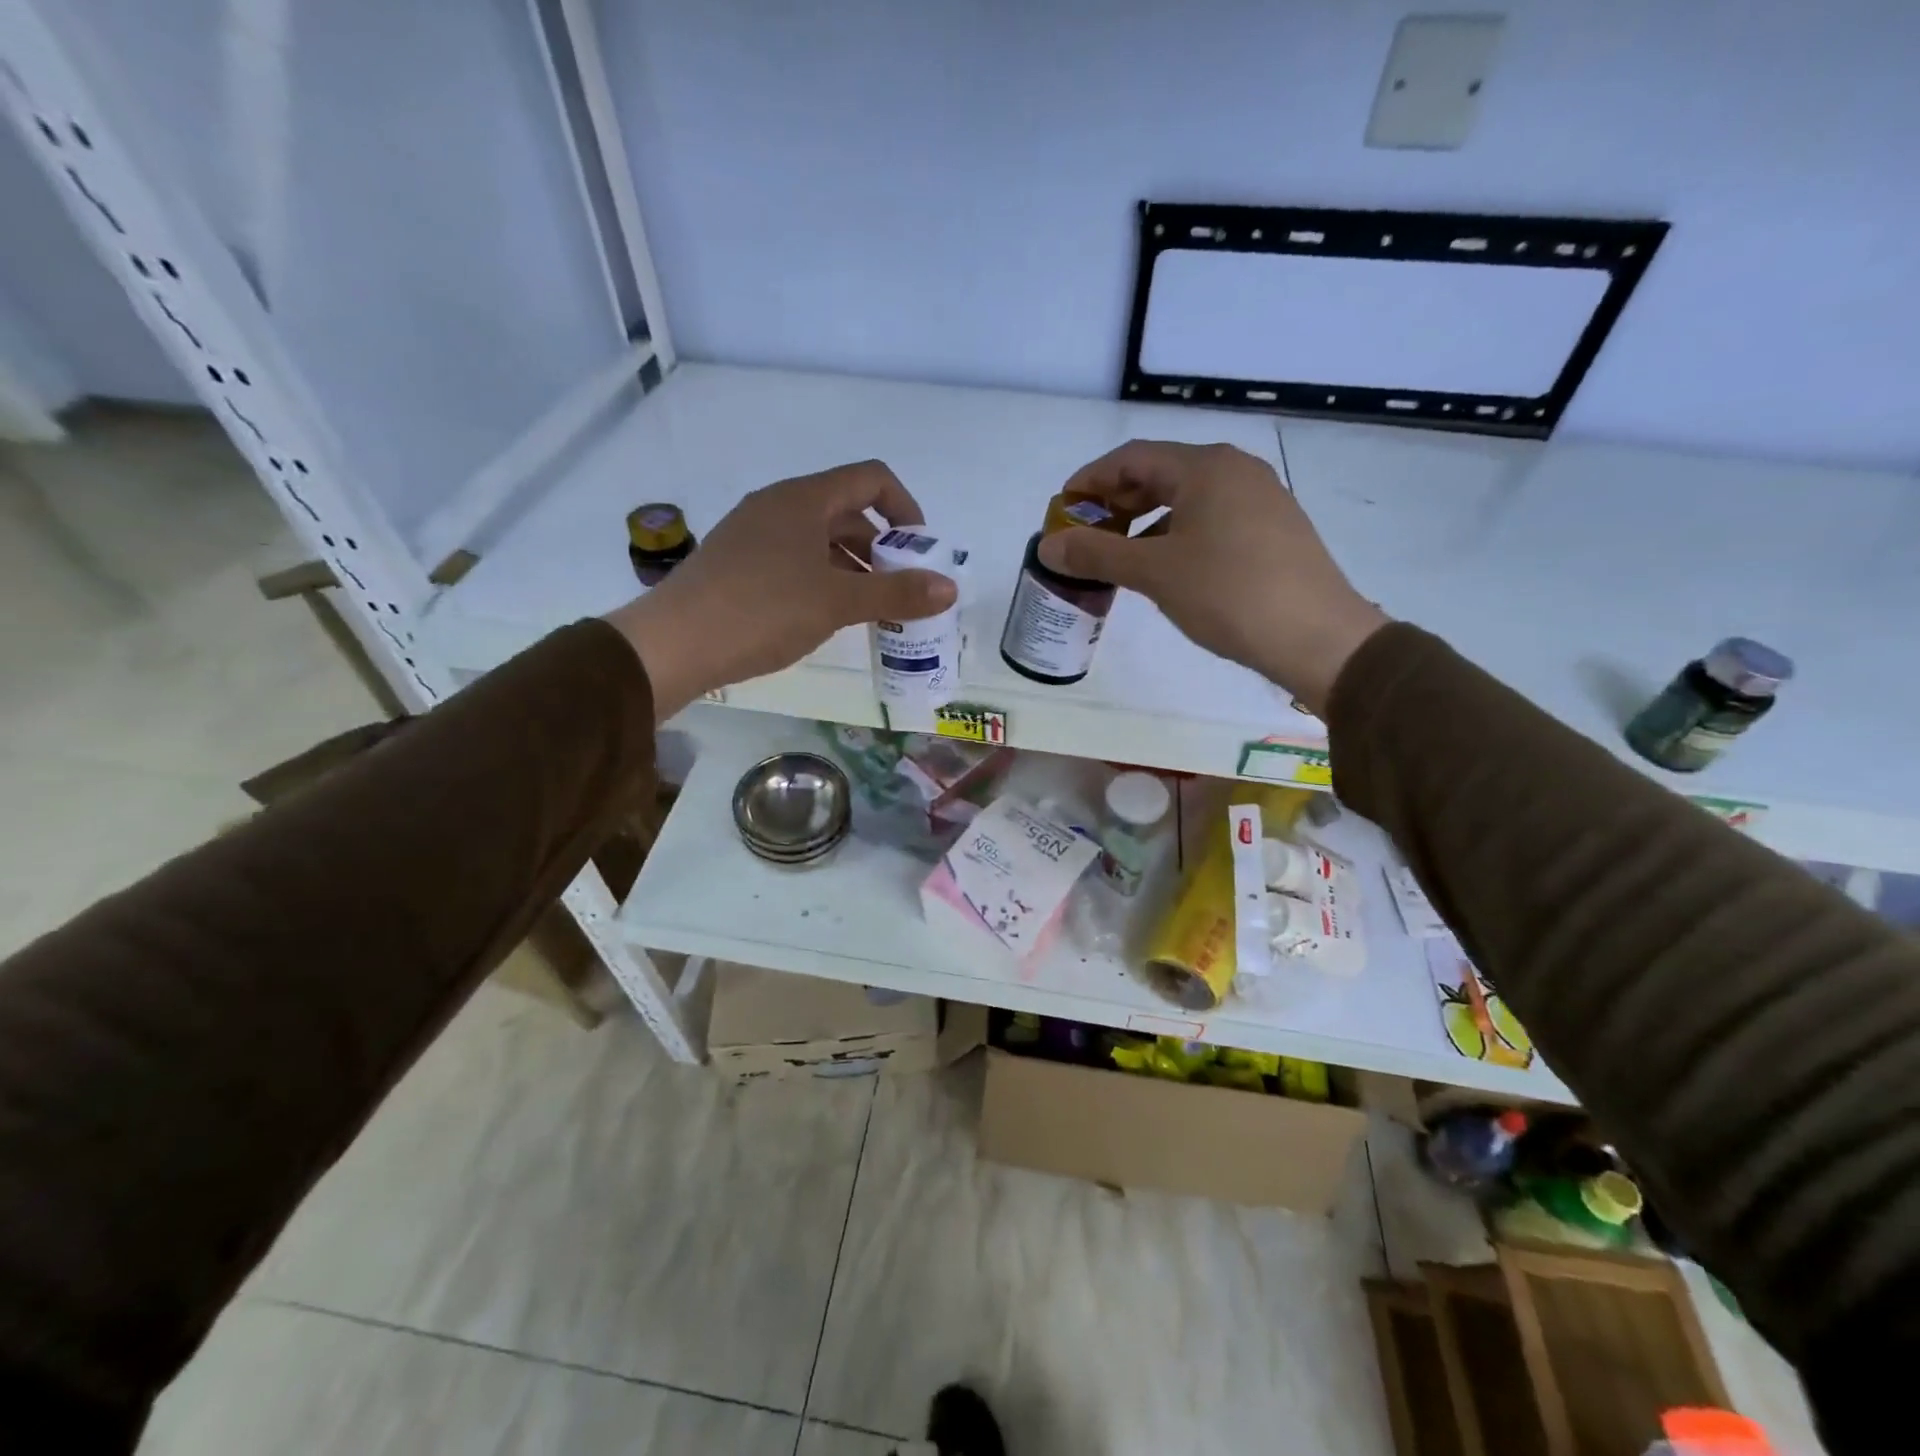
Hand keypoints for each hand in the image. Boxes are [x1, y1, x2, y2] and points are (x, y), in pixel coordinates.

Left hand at [605, 462, 957, 719]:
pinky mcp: (737, 563)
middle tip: (898, 589)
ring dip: (852, 567)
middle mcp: (777, 505)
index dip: (905, 508)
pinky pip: (794, 559)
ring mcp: (753, 534)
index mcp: (803, 499)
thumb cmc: (763, 610)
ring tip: (868, 609)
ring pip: (818, 539)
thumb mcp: (837, 602)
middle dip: (881, 546)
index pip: (871, 479)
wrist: (674, 643)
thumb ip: (896, 593)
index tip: (919, 550)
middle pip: (846, 511)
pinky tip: (825, 615)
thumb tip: (949, 588)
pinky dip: (822, 578)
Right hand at [1038, 441, 1386, 714]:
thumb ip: (1097, 554)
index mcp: (1205, 467)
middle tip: (1086, 534)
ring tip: (1120, 556)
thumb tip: (1048, 547)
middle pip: (1160, 473)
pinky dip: (1177, 535)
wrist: (1316, 637)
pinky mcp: (1273, 529)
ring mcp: (1260, 498)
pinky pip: (1211, 519)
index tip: (1063, 508)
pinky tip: (1165, 568)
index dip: (1090, 480)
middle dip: (1117, 502)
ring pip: (1187, 499)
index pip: (1132, 457)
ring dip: (1146, 522)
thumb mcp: (1154, 573)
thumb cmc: (1228, 593)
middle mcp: (1235, 470)